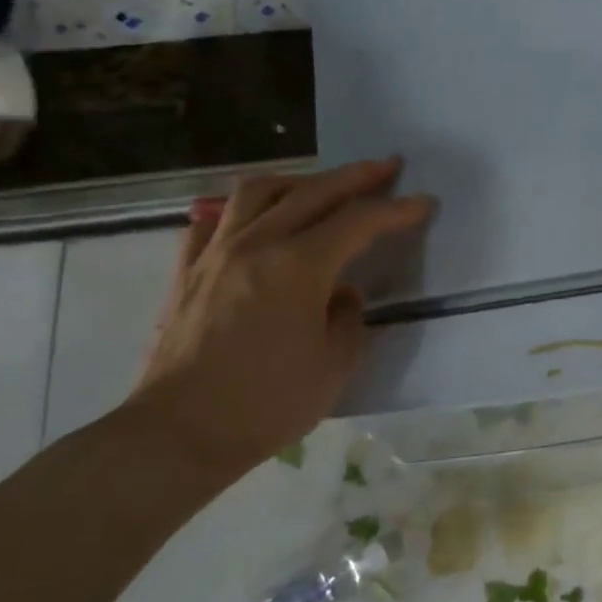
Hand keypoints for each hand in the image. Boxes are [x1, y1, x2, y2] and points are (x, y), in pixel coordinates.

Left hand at [130, 160, 433, 475]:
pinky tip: (255, 223)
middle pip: (314, 192)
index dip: (396, 210)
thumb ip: (349, 318)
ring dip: (298, 181)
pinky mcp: (187, 272)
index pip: (358, 222)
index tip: (423, 203)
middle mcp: (257, 244)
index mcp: (299, 266)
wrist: (178, 433)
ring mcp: (215, 253)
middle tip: (387, 167)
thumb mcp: (334, 366)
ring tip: (320, 187)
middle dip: (357, 176)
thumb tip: (342, 294)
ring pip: (258, 192)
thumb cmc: (267, 403)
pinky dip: (242, 212)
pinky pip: (214, 221)